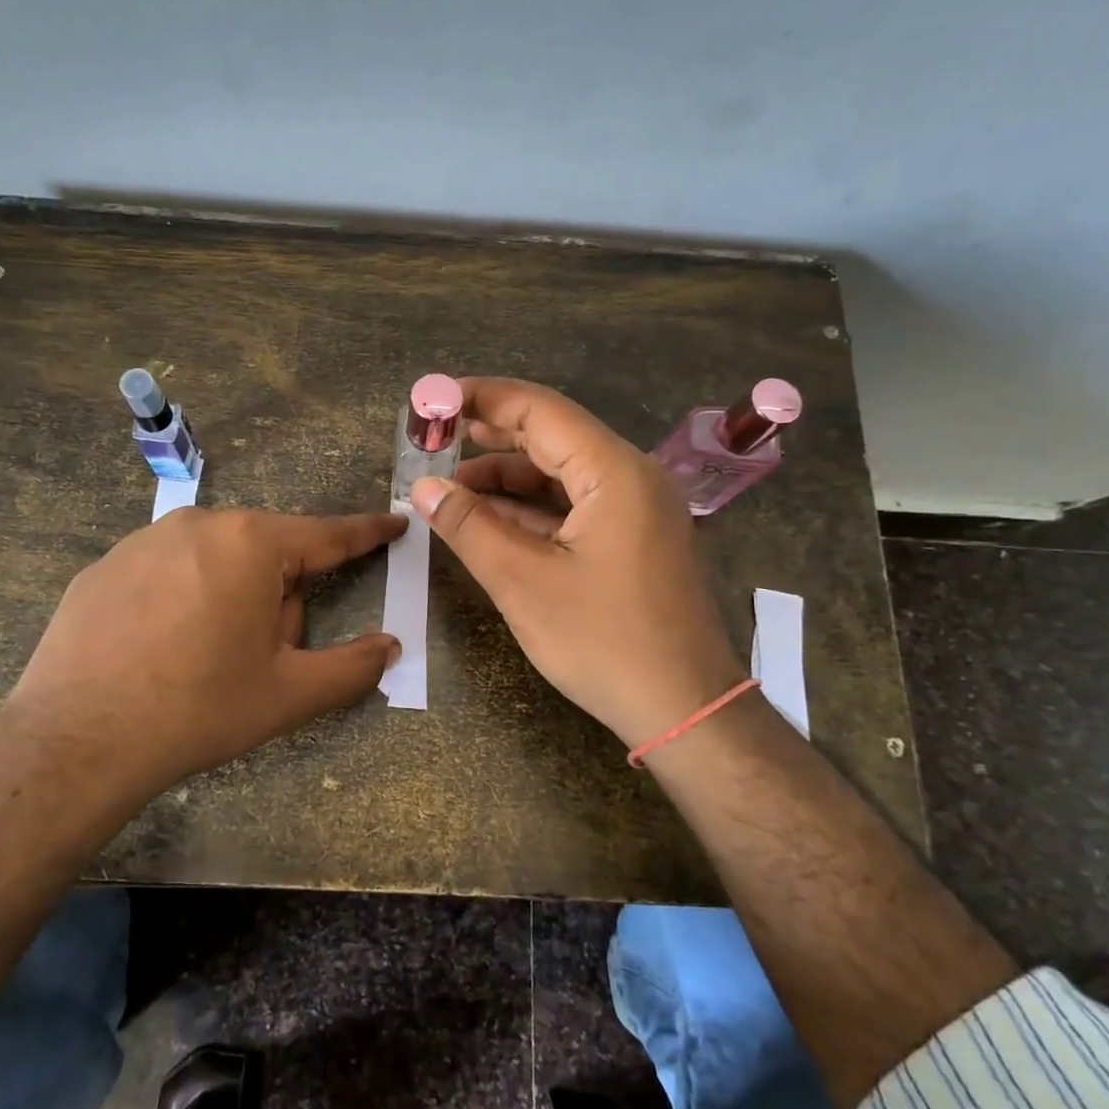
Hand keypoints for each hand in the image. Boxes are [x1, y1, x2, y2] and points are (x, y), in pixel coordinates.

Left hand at [0, 506, 405, 799]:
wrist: (74, 742)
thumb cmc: (197, 709)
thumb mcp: (289, 694)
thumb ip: (352, 667)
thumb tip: (389, 647)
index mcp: (252, 544)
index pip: (327, 534)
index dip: (367, 532)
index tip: (394, 522)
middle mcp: (199, 524)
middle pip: (266, 554)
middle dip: (278, 595)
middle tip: (259, 655)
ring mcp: (143, 540)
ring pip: (215, 561)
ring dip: (229, 597)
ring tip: (202, 658)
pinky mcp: (104, 565)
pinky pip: (167, 572)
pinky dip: (180, 600)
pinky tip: (157, 651)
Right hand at [409, 378, 744, 747]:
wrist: (685, 710)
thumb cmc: (604, 642)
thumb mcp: (523, 582)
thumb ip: (469, 526)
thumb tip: (423, 488)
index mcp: (615, 472)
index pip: (539, 410)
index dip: (481, 399)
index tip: (432, 400)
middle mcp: (632, 476)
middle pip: (552, 435)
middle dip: (489, 436)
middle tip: (433, 439)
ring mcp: (637, 508)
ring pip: (561, 473)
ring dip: (506, 477)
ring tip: (450, 489)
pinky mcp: (634, 538)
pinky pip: (575, 505)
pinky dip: (530, 507)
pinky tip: (489, 518)